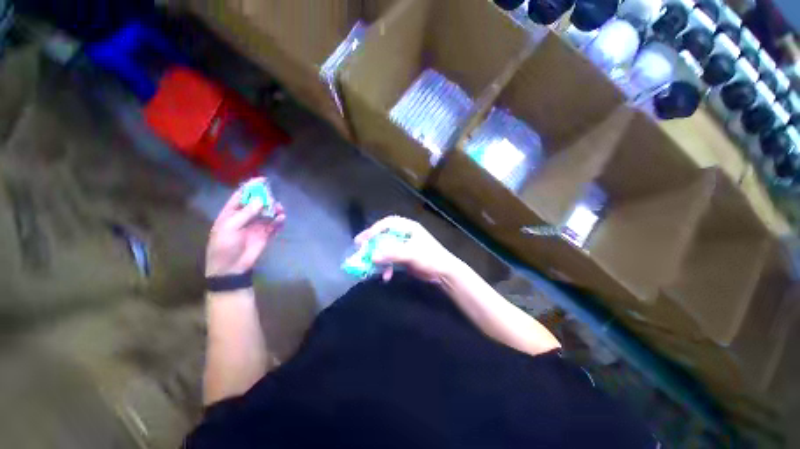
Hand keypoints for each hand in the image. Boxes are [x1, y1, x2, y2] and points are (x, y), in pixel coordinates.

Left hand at [206, 179, 284, 276]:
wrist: (231, 268)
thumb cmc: (224, 246)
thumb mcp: (230, 227)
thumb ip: (246, 213)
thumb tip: (261, 200)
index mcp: (231, 213)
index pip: (241, 196)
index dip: (251, 187)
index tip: (263, 180)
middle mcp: (245, 217)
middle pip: (257, 203)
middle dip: (266, 198)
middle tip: (273, 198)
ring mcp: (256, 226)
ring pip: (267, 213)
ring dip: (274, 209)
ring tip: (279, 209)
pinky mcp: (265, 234)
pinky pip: (274, 225)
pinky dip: (279, 221)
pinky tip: (281, 219)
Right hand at [355, 216, 459, 282]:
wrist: (443, 274)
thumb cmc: (430, 258)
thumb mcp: (411, 254)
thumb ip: (392, 254)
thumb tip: (372, 256)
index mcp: (408, 228)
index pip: (388, 223)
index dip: (375, 229)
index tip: (364, 239)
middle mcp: (404, 235)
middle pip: (384, 235)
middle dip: (372, 243)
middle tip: (359, 248)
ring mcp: (404, 247)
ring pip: (386, 248)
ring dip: (378, 257)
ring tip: (369, 266)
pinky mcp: (404, 258)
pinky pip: (390, 259)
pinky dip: (386, 267)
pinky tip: (386, 276)